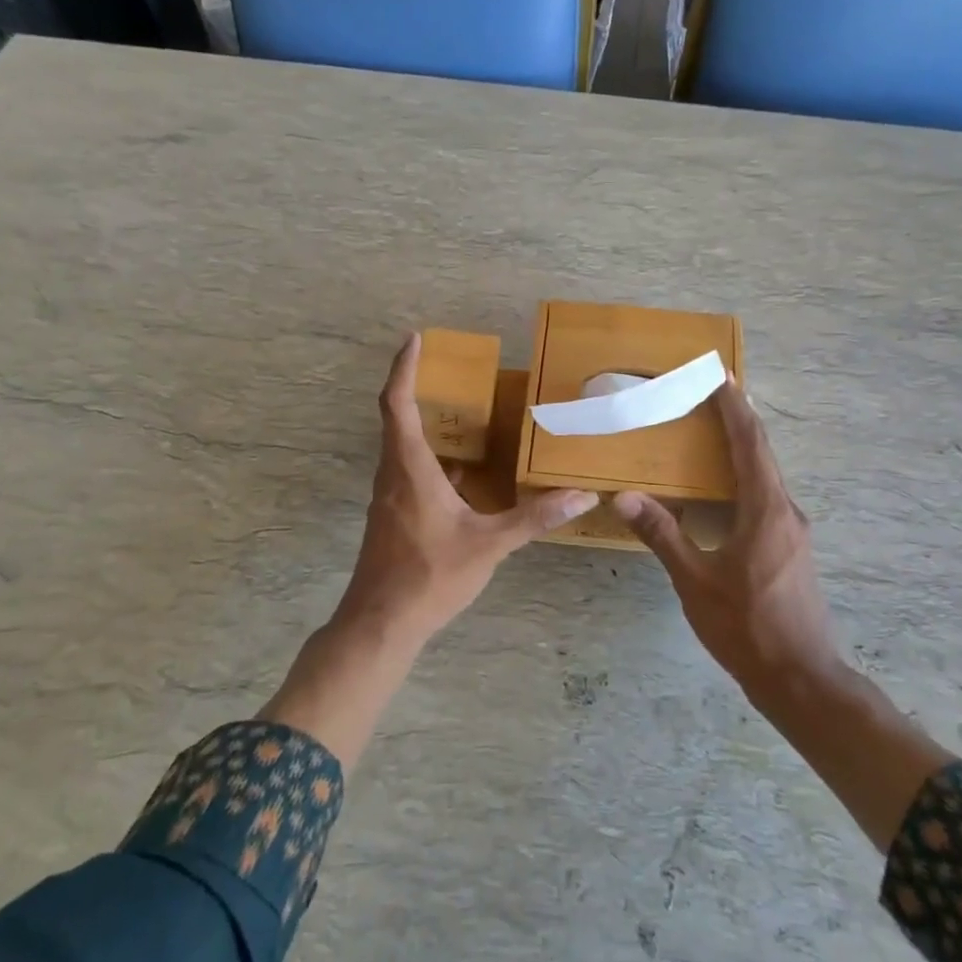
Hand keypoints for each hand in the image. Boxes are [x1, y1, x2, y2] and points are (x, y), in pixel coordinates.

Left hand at [335, 334, 599, 644]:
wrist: (380, 623)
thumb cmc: (429, 576)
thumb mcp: (488, 544)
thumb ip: (534, 517)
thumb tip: (581, 496)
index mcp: (410, 468)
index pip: (398, 403)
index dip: (403, 368)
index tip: (414, 339)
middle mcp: (393, 474)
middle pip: (397, 419)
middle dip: (418, 389)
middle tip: (450, 372)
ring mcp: (389, 497)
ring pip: (403, 448)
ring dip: (426, 427)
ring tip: (464, 417)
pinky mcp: (392, 517)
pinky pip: (409, 473)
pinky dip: (431, 461)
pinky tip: (462, 475)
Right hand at [614, 385, 839, 685]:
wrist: (800, 678)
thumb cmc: (746, 626)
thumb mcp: (696, 581)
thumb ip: (662, 535)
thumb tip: (624, 497)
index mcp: (766, 511)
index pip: (751, 445)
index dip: (735, 409)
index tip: (721, 377)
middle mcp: (786, 512)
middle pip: (763, 455)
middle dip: (738, 422)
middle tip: (710, 397)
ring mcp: (793, 533)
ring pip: (767, 478)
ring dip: (742, 451)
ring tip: (712, 434)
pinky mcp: (791, 550)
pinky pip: (767, 499)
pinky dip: (745, 480)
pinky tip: (723, 491)